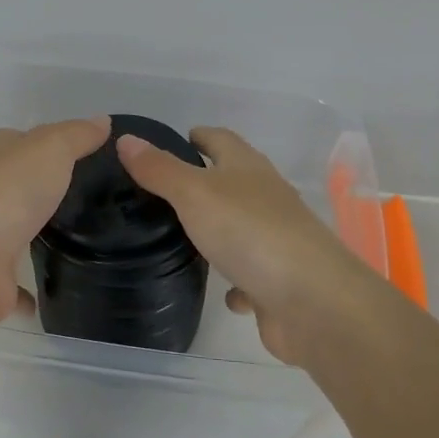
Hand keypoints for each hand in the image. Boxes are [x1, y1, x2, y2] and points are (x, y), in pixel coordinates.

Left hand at [0, 117, 110, 329]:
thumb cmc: (7, 190)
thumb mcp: (51, 148)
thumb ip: (77, 136)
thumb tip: (102, 120)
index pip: (22, 141)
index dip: (51, 145)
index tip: (87, 157)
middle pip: (17, 186)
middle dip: (45, 191)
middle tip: (93, 199)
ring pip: (14, 232)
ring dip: (37, 235)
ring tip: (84, 240)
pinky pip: (16, 283)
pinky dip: (32, 288)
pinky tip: (59, 289)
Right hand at [116, 126, 374, 364]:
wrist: (312, 302)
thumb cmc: (250, 233)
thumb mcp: (194, 194)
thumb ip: (160, 170)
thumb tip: (126, 139)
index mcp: (248, 169)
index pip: (221, 139)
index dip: (198, 136)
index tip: (175, 139)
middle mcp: (267, 198)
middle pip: (234, 181)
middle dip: (205, 182)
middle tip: (163, 190)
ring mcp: (276, 241)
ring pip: (243, 228)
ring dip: (220, 230)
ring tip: (182, 236)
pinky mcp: (279, 283)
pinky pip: (252, 276)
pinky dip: (237, 281)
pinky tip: (221, 292)